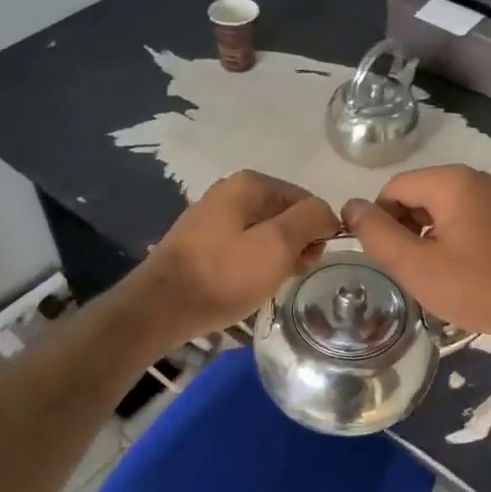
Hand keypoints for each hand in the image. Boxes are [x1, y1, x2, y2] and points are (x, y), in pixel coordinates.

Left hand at [129, 171, 339, 349]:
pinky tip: (247, 285)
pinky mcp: (202, 243)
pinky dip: (253, 265)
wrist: (162, 307)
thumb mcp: (277, 245)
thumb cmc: (224, 275)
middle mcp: (230, 192)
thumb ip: (310, 219)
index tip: (309, 262)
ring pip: (265, 234)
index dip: (317, 232)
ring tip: (267, 284)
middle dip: (296, 245)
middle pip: (285, 215)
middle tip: (287, 275)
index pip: (307, 200)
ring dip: (275, 259)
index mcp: (250, 184)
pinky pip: (243, 248)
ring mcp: (213, 217)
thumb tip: (328, 213)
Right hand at [341, 165, 490, 353]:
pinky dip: (444, 241)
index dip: (378, 222)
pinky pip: (457, 220)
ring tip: (428, 274)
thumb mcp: (415, 265)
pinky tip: (451, 273)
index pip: (392, 189)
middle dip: (401, 230)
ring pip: (434, 210)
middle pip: (414, 196)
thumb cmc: (477, 287)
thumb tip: (350, 206)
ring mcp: (490, 198)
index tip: (384, 258)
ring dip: (421, 239)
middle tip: (406, 270)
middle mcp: (471, 179)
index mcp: (450, 181)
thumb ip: (376, 234)